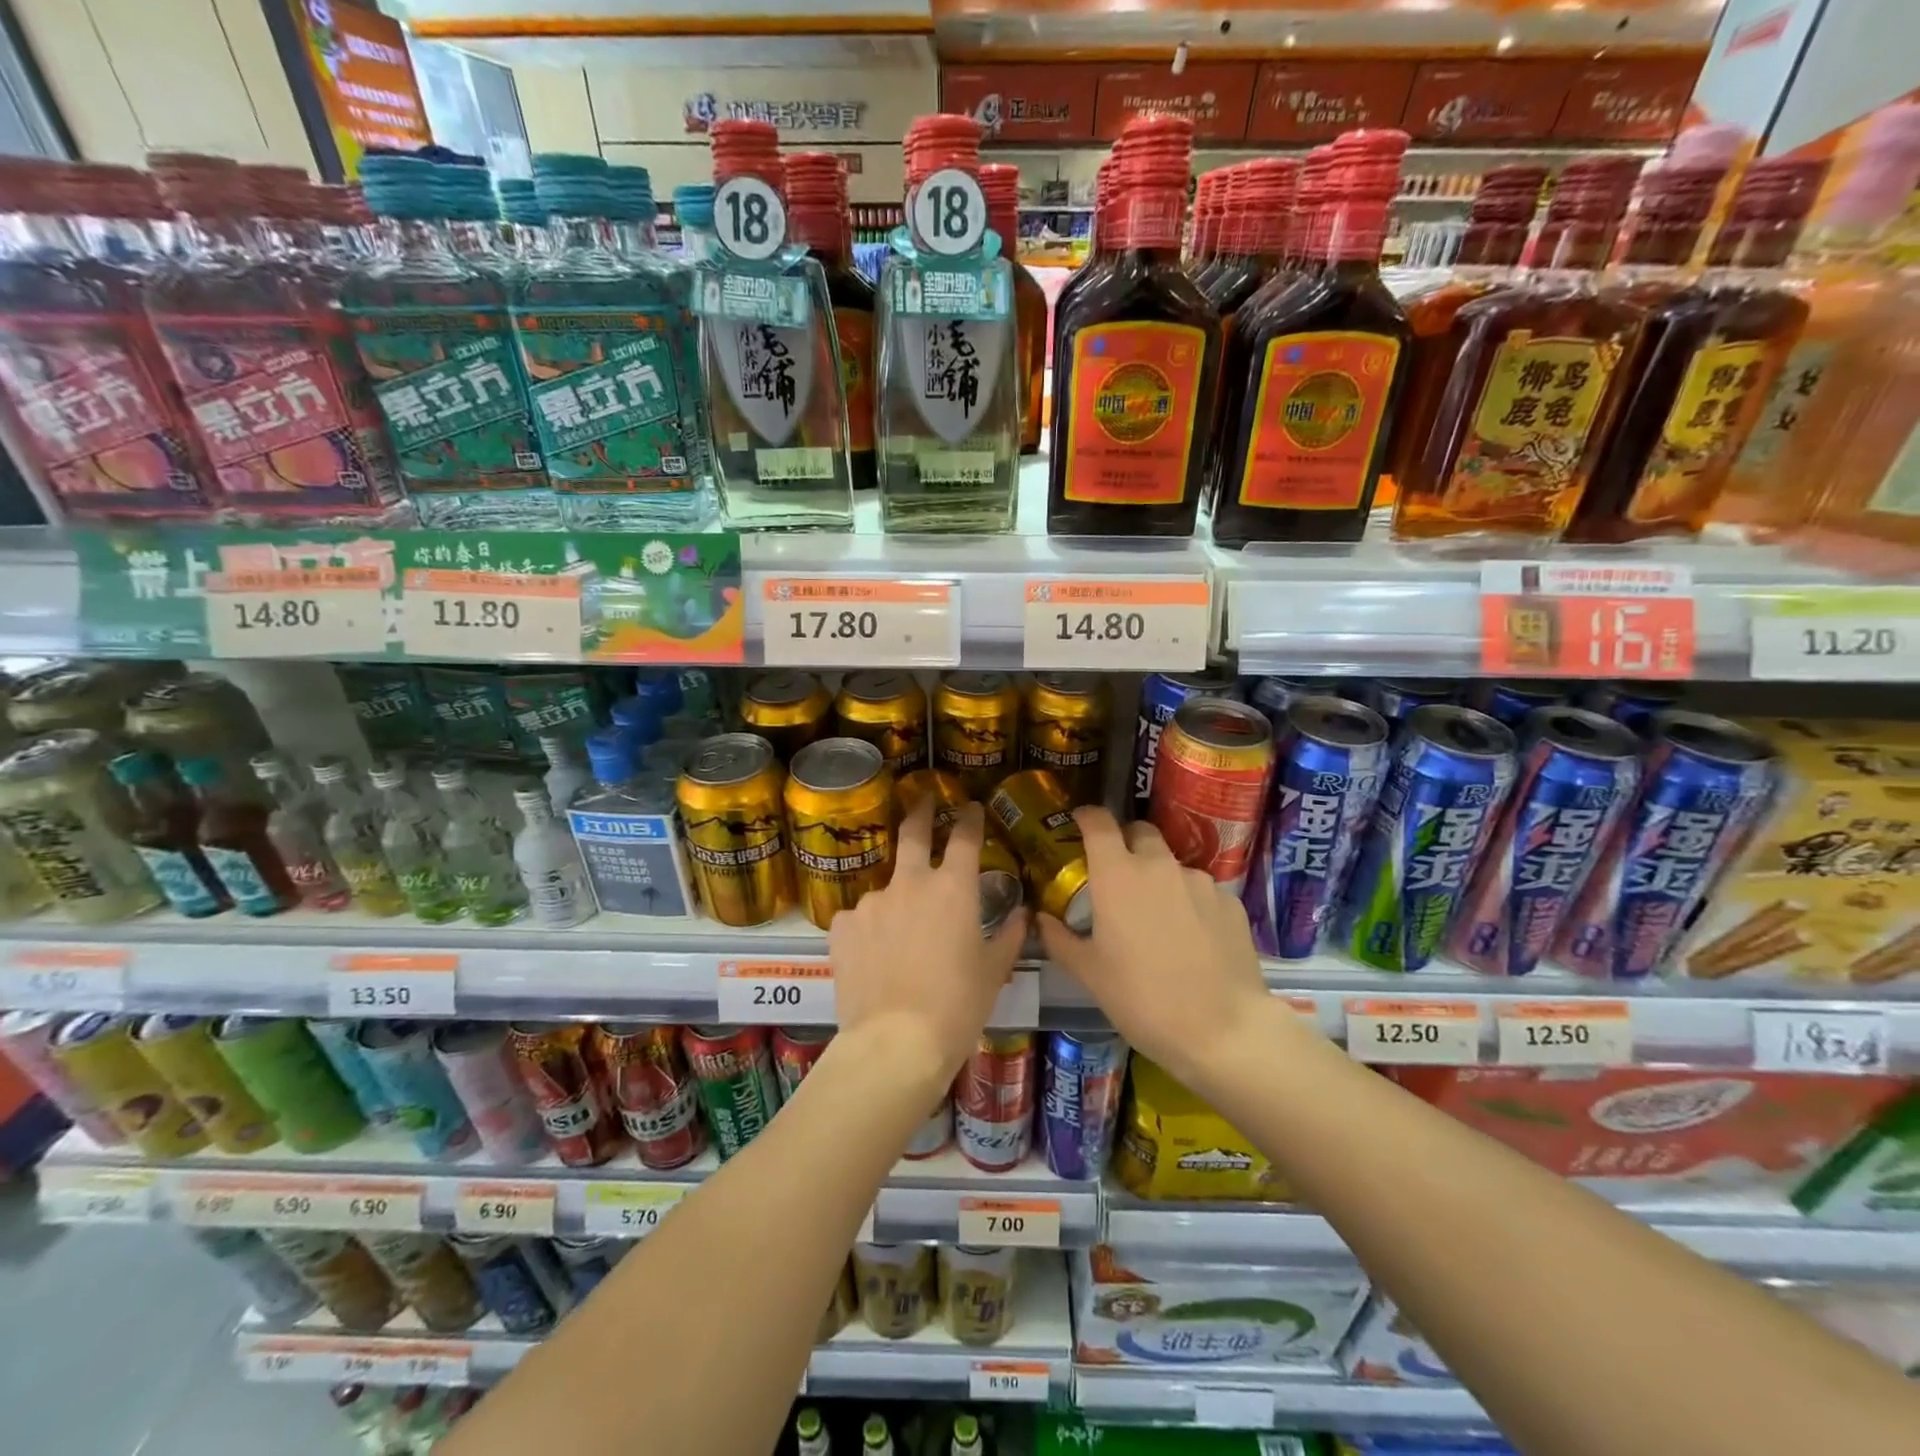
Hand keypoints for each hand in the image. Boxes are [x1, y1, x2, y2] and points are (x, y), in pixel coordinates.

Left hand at [829, 798, 1027, 1092]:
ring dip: (897, 900)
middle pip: (913, 832)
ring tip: (900, 940)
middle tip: (922, 801)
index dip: (970, 818)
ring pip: (887, 888)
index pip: (965, 837)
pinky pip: (860, 918)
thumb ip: (1009, 935)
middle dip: (920, 811)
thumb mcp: (993, 972)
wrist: (896, 1042)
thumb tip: (1021, 914)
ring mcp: (872, 900)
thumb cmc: (957, 1006)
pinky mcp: (842, 924)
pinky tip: (874, 958)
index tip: (971, 808)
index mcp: (954, 888)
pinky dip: (870, 929)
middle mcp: (911, 882)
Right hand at [1038, 807, 1271, 1091]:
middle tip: (1117, 874)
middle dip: (1125, 843)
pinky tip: (1191, 938)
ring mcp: (1200, 881)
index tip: (1079, 822)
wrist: (1221, 1030)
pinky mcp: (1230, 901)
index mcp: (1117, 874)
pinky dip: (1189, 901)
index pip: (1099, 822)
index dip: (1087, 816)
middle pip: (1140, 832)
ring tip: (1157, 918)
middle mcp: (1159, 865)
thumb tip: (1041, 918)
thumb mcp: (1089, 973)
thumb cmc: (1141, 999)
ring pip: (1172, 863)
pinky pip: (1201, 890)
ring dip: (1158, 877)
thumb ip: (1059, 938)